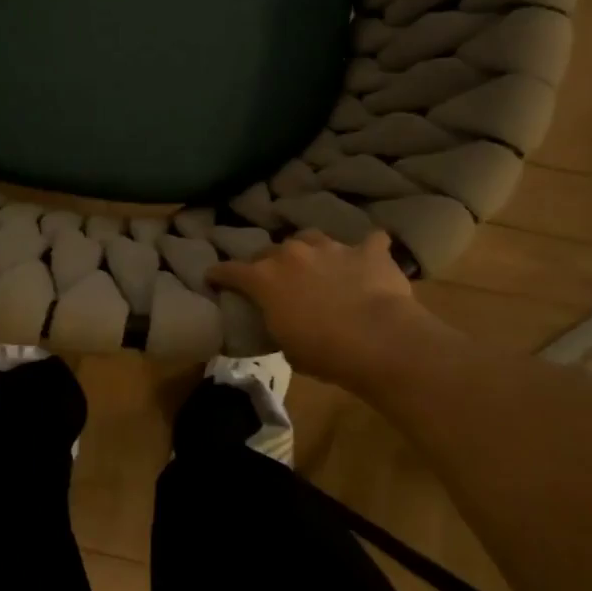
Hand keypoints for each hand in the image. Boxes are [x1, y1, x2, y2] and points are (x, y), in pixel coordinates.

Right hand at [209, 230, 445, 387]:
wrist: (379, 340)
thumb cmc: (323, 352)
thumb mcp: (286, 346)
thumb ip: (277, 324)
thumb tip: (282, 321)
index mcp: (264, 279)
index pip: (230, 270)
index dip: (219, 275)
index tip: (213, 277)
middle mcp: (292, 254)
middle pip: (270, 251)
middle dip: (268, 263)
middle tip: (274, 280)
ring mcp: (331, 248)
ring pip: (311, 238)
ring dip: (309, 251)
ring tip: (316, 265)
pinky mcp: (368, 251)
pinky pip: (369, 242)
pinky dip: (367, 250)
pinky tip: (370, 258)